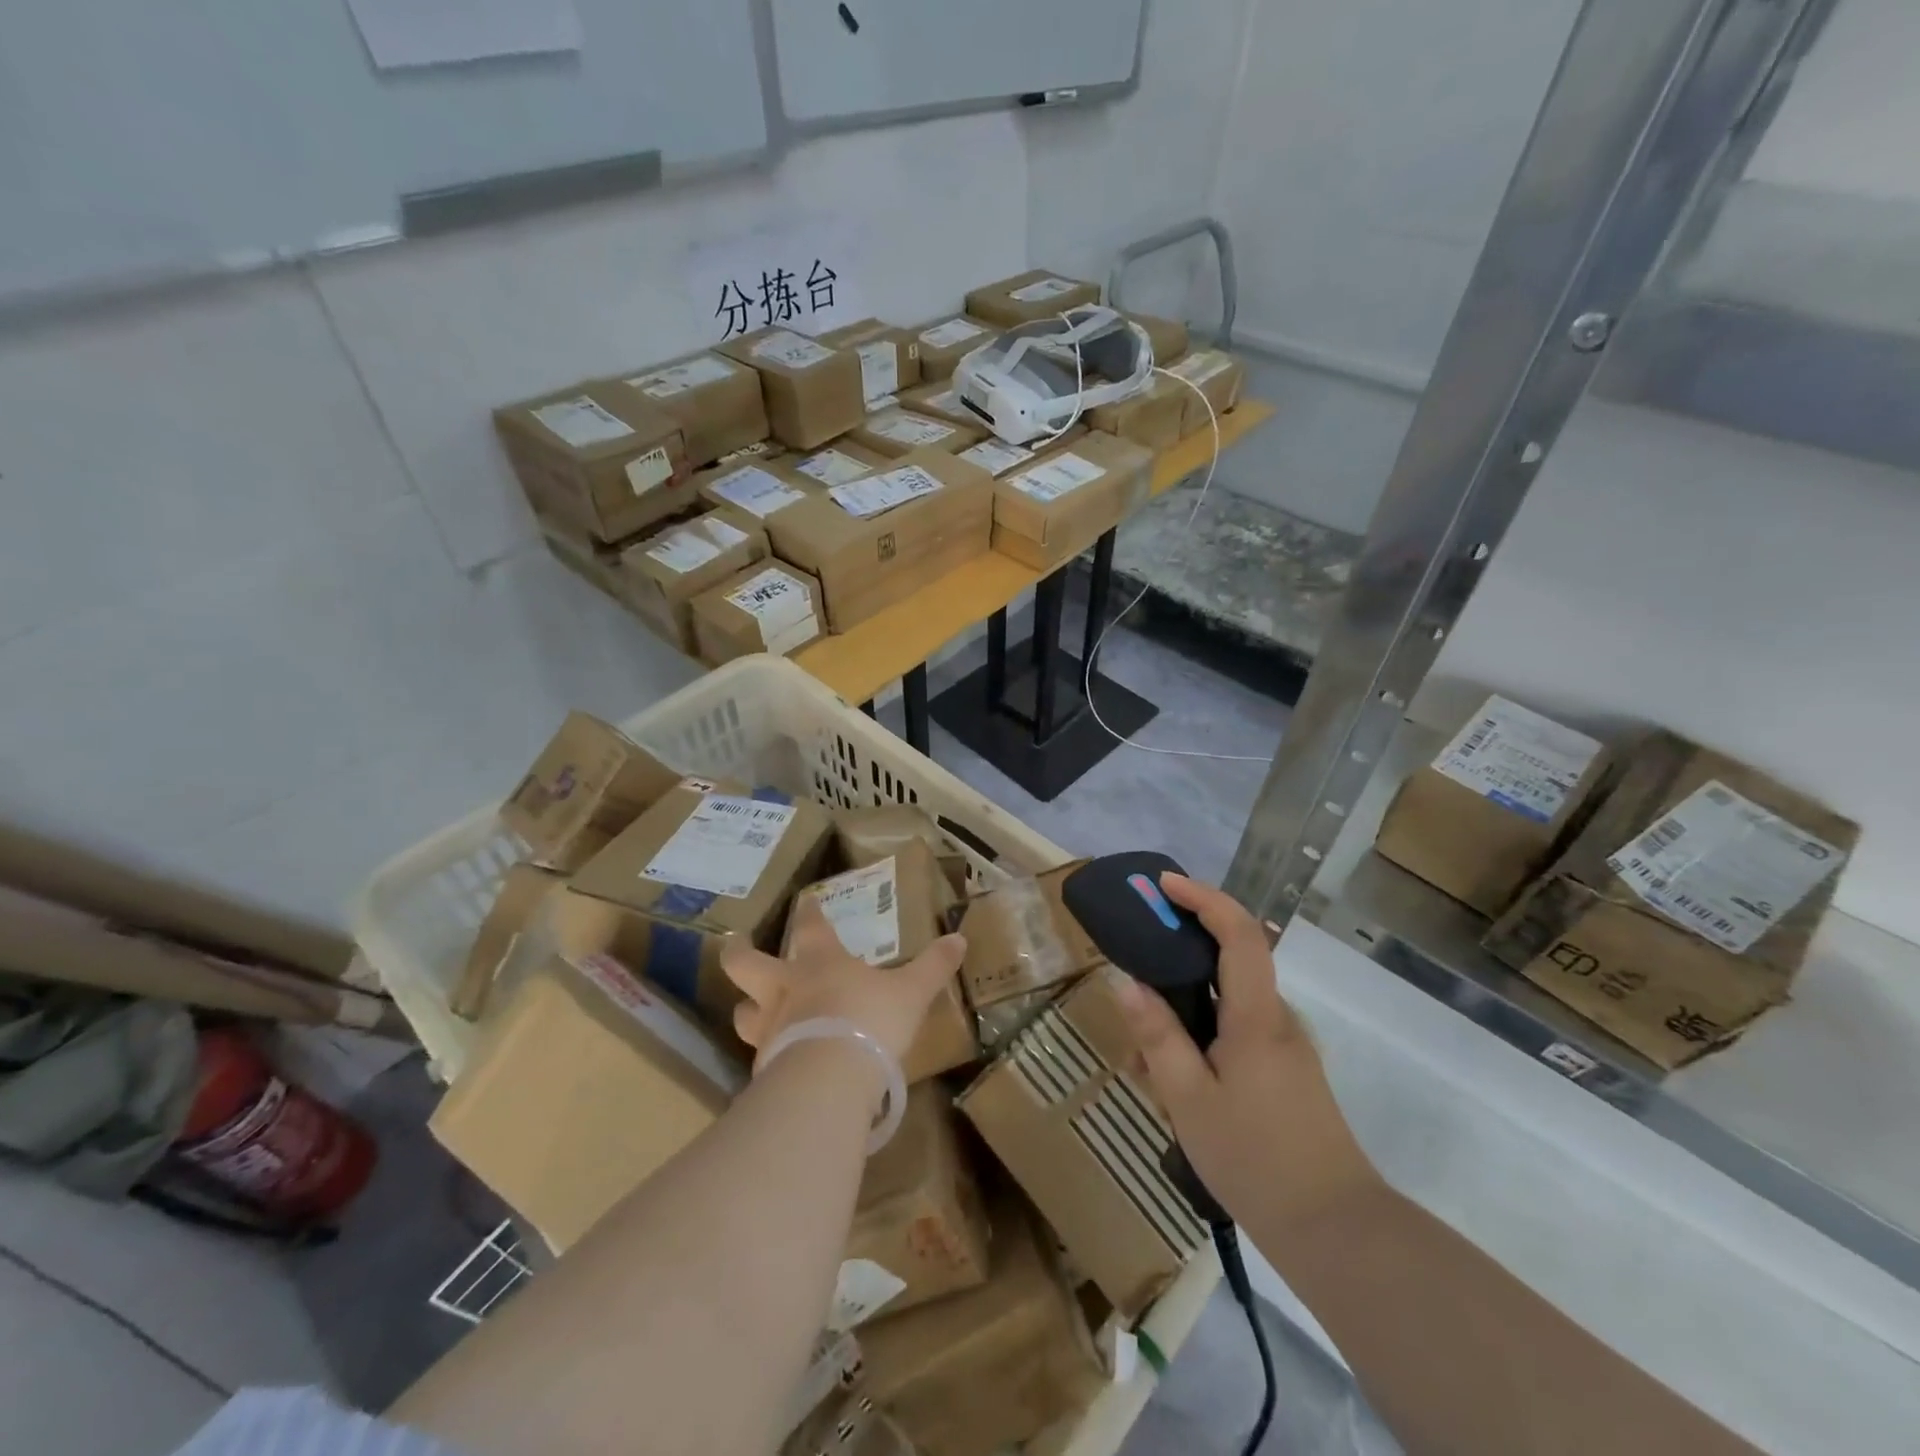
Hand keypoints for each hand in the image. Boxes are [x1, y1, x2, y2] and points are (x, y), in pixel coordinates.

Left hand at [722, 898, 965, 1068]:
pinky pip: (759, 1055)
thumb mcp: (912, 991)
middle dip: (738, 952)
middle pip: (746, 964)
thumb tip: (960, 938)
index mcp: (821, 962)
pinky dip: (765, 1054)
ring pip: (743, 1012)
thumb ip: (933, 966)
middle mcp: (787, 989)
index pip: (811, 927)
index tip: (807, 901)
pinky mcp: (765, 1067)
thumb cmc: (871, 1020)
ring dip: (745, 1008)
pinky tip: (774, 1062)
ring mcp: (770, 1028)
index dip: (810, 912)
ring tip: (748, 1008)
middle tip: (732, 945)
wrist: (829, 1078)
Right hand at [1116, 873, 1380, 1230]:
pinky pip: (1237, 1035)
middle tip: (1135, 976)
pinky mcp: (1287, 1074)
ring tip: (1143, 1062)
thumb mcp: (1188, 1099)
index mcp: (1256, 1017)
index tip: (1164, 885)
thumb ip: (1158, 1036)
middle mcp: (1277, 1020)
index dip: (1204, 898)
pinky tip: (1175, 1089)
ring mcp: (1286, 1048)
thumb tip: (1127, 981)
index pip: (1239, 933)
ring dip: (1185, 1013)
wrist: (1336, 1231)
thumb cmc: (1255, 1160)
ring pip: (1228, 1006)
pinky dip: (1202, 1041)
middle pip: (1230, 963)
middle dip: (1179, 957)